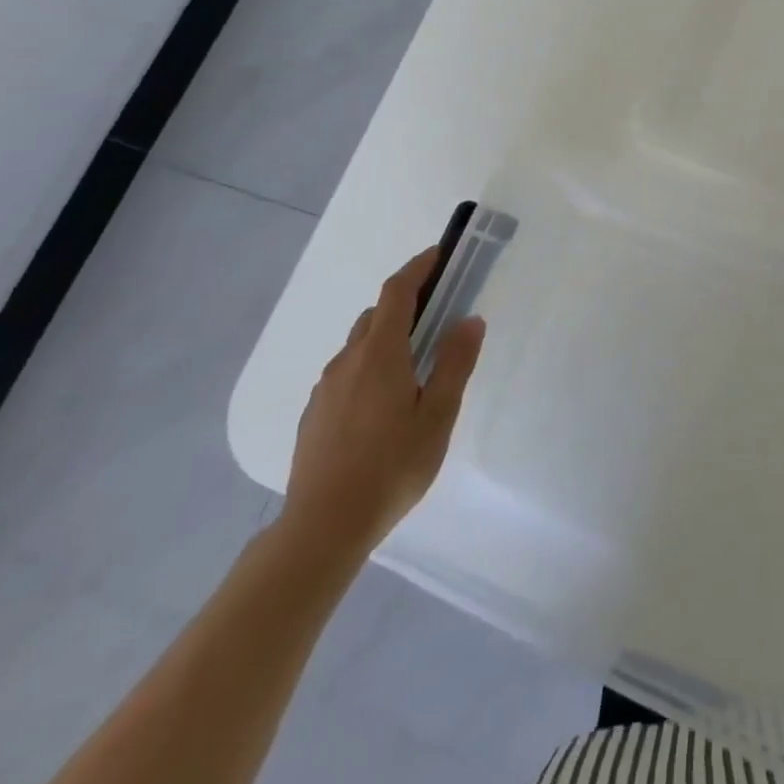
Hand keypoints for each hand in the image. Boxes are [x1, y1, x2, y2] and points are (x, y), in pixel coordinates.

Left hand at [279, 249, 486, 560]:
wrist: (322, 528)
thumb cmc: (392, 466)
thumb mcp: (438, 415)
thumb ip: (455, 363)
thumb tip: (469, 319)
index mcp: (380, 354)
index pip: (397, 291)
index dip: (418, 267)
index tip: (440, 255)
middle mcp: (347, 360)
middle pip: (377, 315)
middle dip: (407, 305)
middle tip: (439, 316)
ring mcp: (325, 388)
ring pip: (359, 346)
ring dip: (388, 339)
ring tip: (415, 368)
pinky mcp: (314, 414)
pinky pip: (346, 374)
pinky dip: (369, 368)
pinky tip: (384, 406)